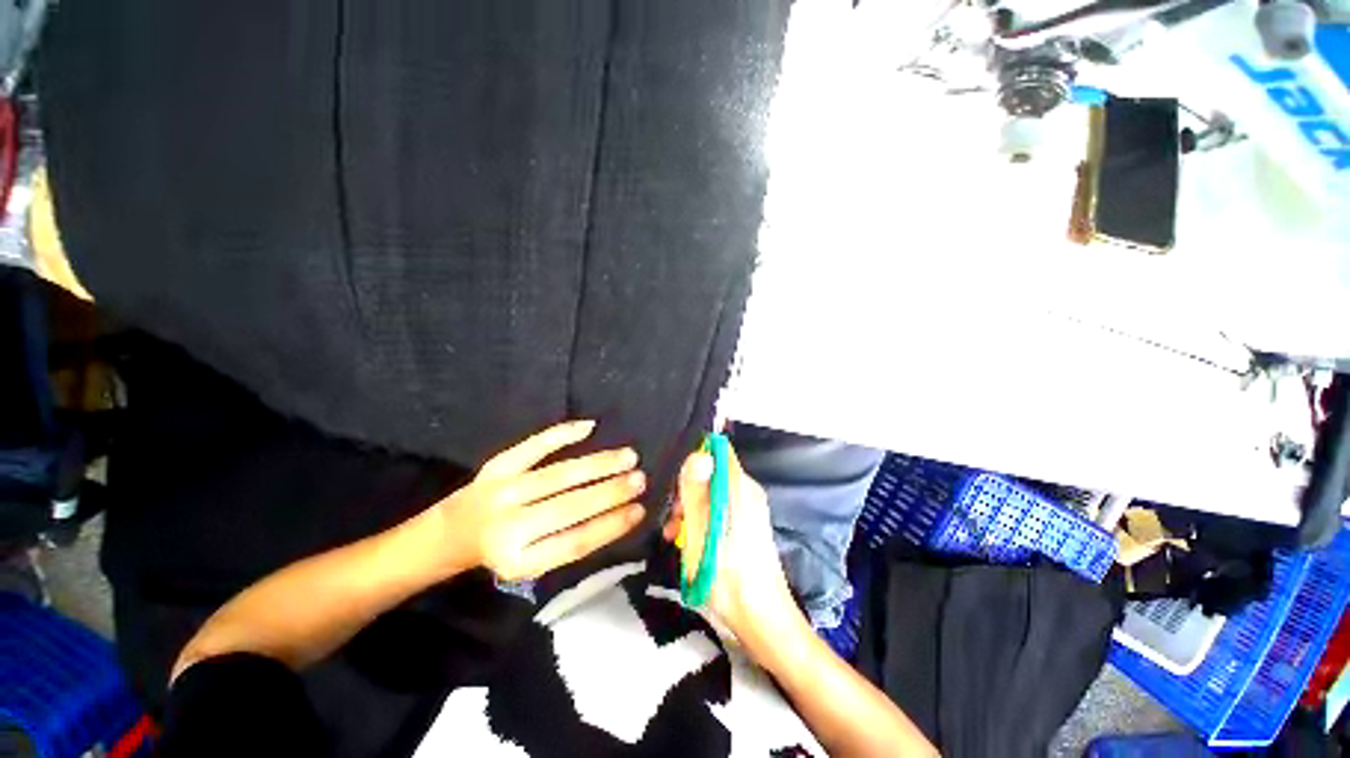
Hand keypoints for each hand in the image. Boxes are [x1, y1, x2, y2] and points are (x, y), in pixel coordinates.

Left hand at [435, 420, 647, 580]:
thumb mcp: (535, 565)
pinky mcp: (497, 466)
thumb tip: (618, 519)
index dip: (610, 527)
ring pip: (557, 475)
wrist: (456, 532)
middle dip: (610, 493)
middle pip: (569, 507)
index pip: (575, 542)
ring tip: (628, 457)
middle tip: (641, 480)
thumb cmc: (505, 552)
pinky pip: (532, 446)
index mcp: (523, 558)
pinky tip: (589, 427)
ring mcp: (502, 491)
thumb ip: (570, 546)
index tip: (639, 512)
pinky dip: (561, 434)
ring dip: (596, 465)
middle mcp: (511, 525)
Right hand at [662, 442, 797, 641]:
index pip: (717, 451)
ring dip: (688, 513)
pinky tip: (687, 548)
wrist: (758, 615)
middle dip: (685, 492)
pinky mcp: (745, 532)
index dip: (692, 457)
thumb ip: (697, 493)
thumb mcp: (701, 534)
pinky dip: (699, 526)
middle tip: (669, 521)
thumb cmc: (726, 576)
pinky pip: (717, 515)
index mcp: (741, 490)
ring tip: (672, 539)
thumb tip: (697, 454)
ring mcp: (748, 514)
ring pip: (711, 498)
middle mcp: (748, 495)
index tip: (670, 480)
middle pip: (711, 475)